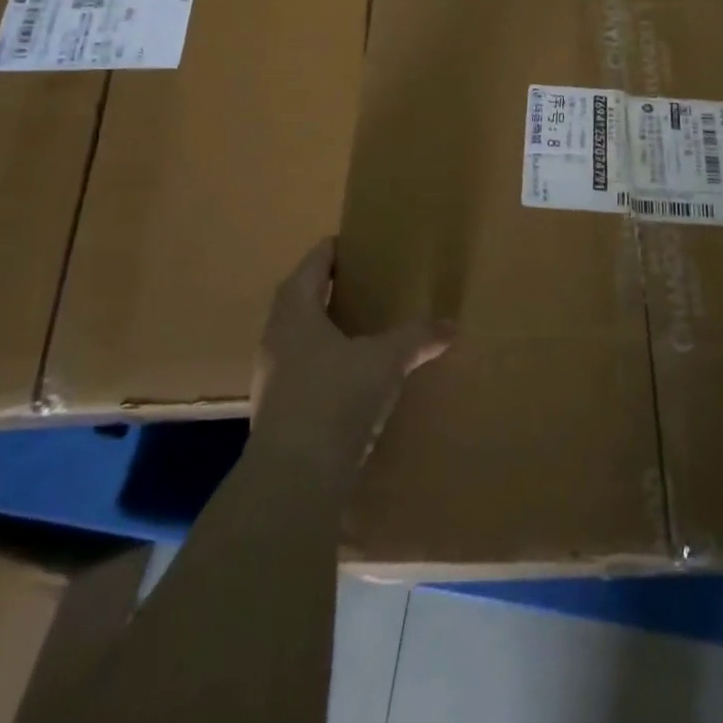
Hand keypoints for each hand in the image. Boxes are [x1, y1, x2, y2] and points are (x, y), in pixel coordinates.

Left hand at [248, 239, 450, 485]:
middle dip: (329, 288)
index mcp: (295, 309)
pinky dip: (324, 363)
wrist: (293, 478)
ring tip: (361, 328)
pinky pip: (302, 370)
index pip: (314, 263)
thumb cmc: (335, 397)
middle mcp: (275, 335)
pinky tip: (351, 376)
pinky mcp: (276, 409)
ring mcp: (270, 375)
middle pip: (301, 297)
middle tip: (365, 283)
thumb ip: (417, 338)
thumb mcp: (385, 361)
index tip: (357, 243)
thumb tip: (451, 324)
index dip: (334, 250)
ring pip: (299, 336)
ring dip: (325, 328)